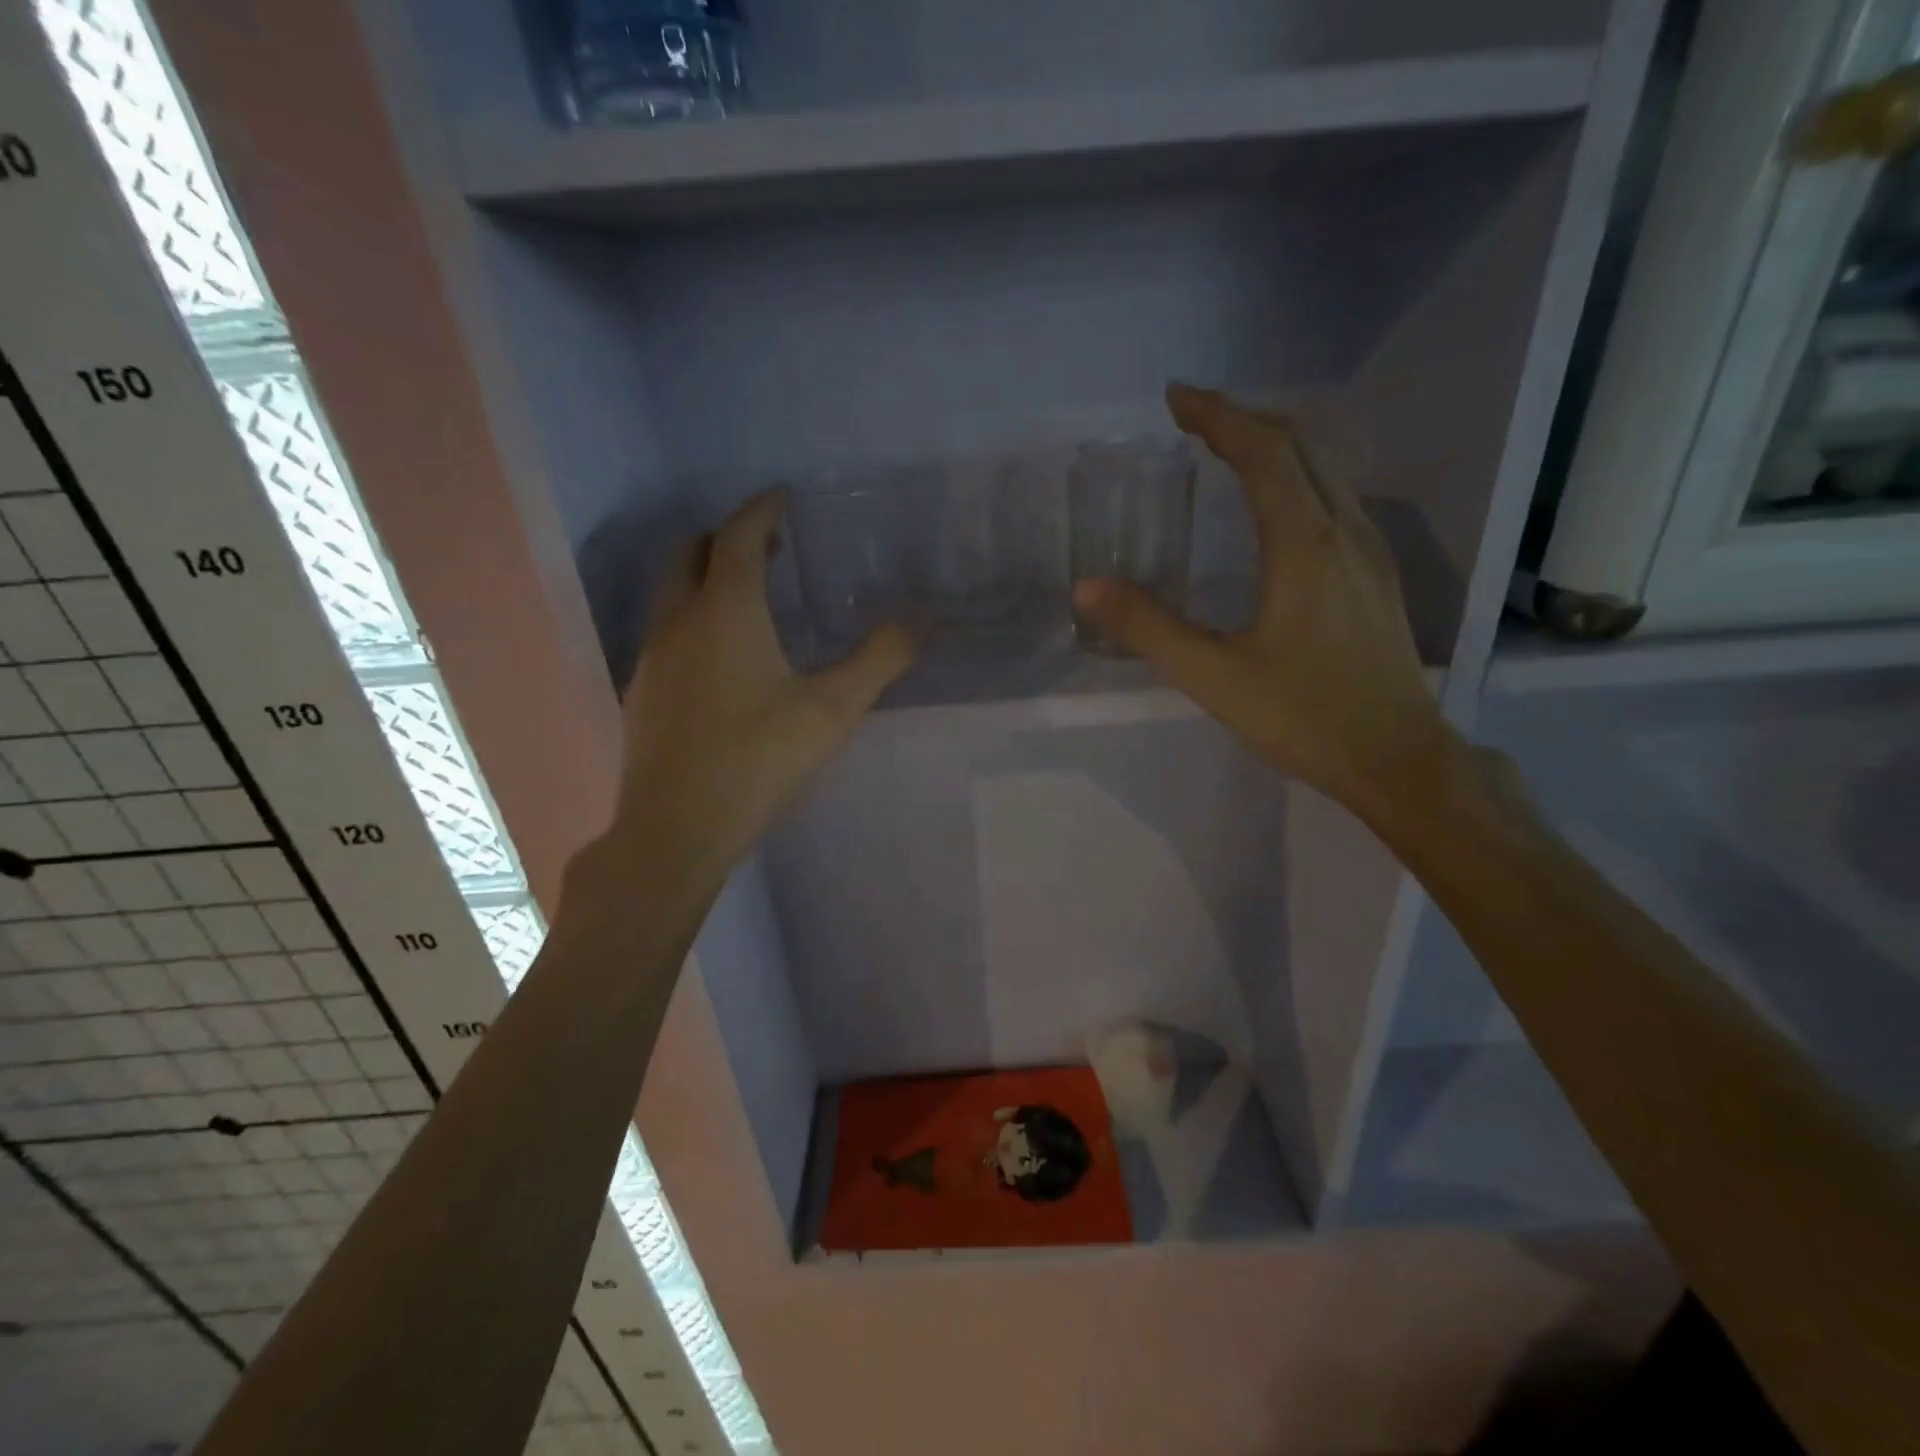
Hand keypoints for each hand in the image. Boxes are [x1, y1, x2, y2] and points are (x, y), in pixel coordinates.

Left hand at [597, 491, 916, 892]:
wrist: (676, 829)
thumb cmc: (759, 760)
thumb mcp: (833, 710)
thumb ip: (881, 659)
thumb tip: (926, 620)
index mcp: (725, 610)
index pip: (739, 535)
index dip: (761, 510)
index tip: (781, 498)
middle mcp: (678, 620)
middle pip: (692, 553)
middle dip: (729, 538)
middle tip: (769, 546)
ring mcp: (652, 657)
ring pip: (672, 593)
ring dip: (707, 579)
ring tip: (750, 599)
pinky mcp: (642, 693)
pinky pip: (666, 632)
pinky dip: (693, 619)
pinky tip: (721, 660)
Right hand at [1073, 383, 1453, 818]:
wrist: (1397, 758)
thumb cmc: (1304, 716)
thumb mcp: (1214, 677)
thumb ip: (1148, 628)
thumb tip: (1087, 587)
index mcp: (1304, 544)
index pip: (1262, 451)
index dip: (1217, 415)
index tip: (1175, 398)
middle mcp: (1344, 530)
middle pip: (1299, 445)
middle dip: (1243, 419)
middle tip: (1193, 417)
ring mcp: (1369, 550)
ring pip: (1323, 469)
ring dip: (1273, 445)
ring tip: (1226, 448)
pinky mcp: (1377, 574)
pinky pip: (1335, 498)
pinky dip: (1296, 478)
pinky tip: (1275, 505)